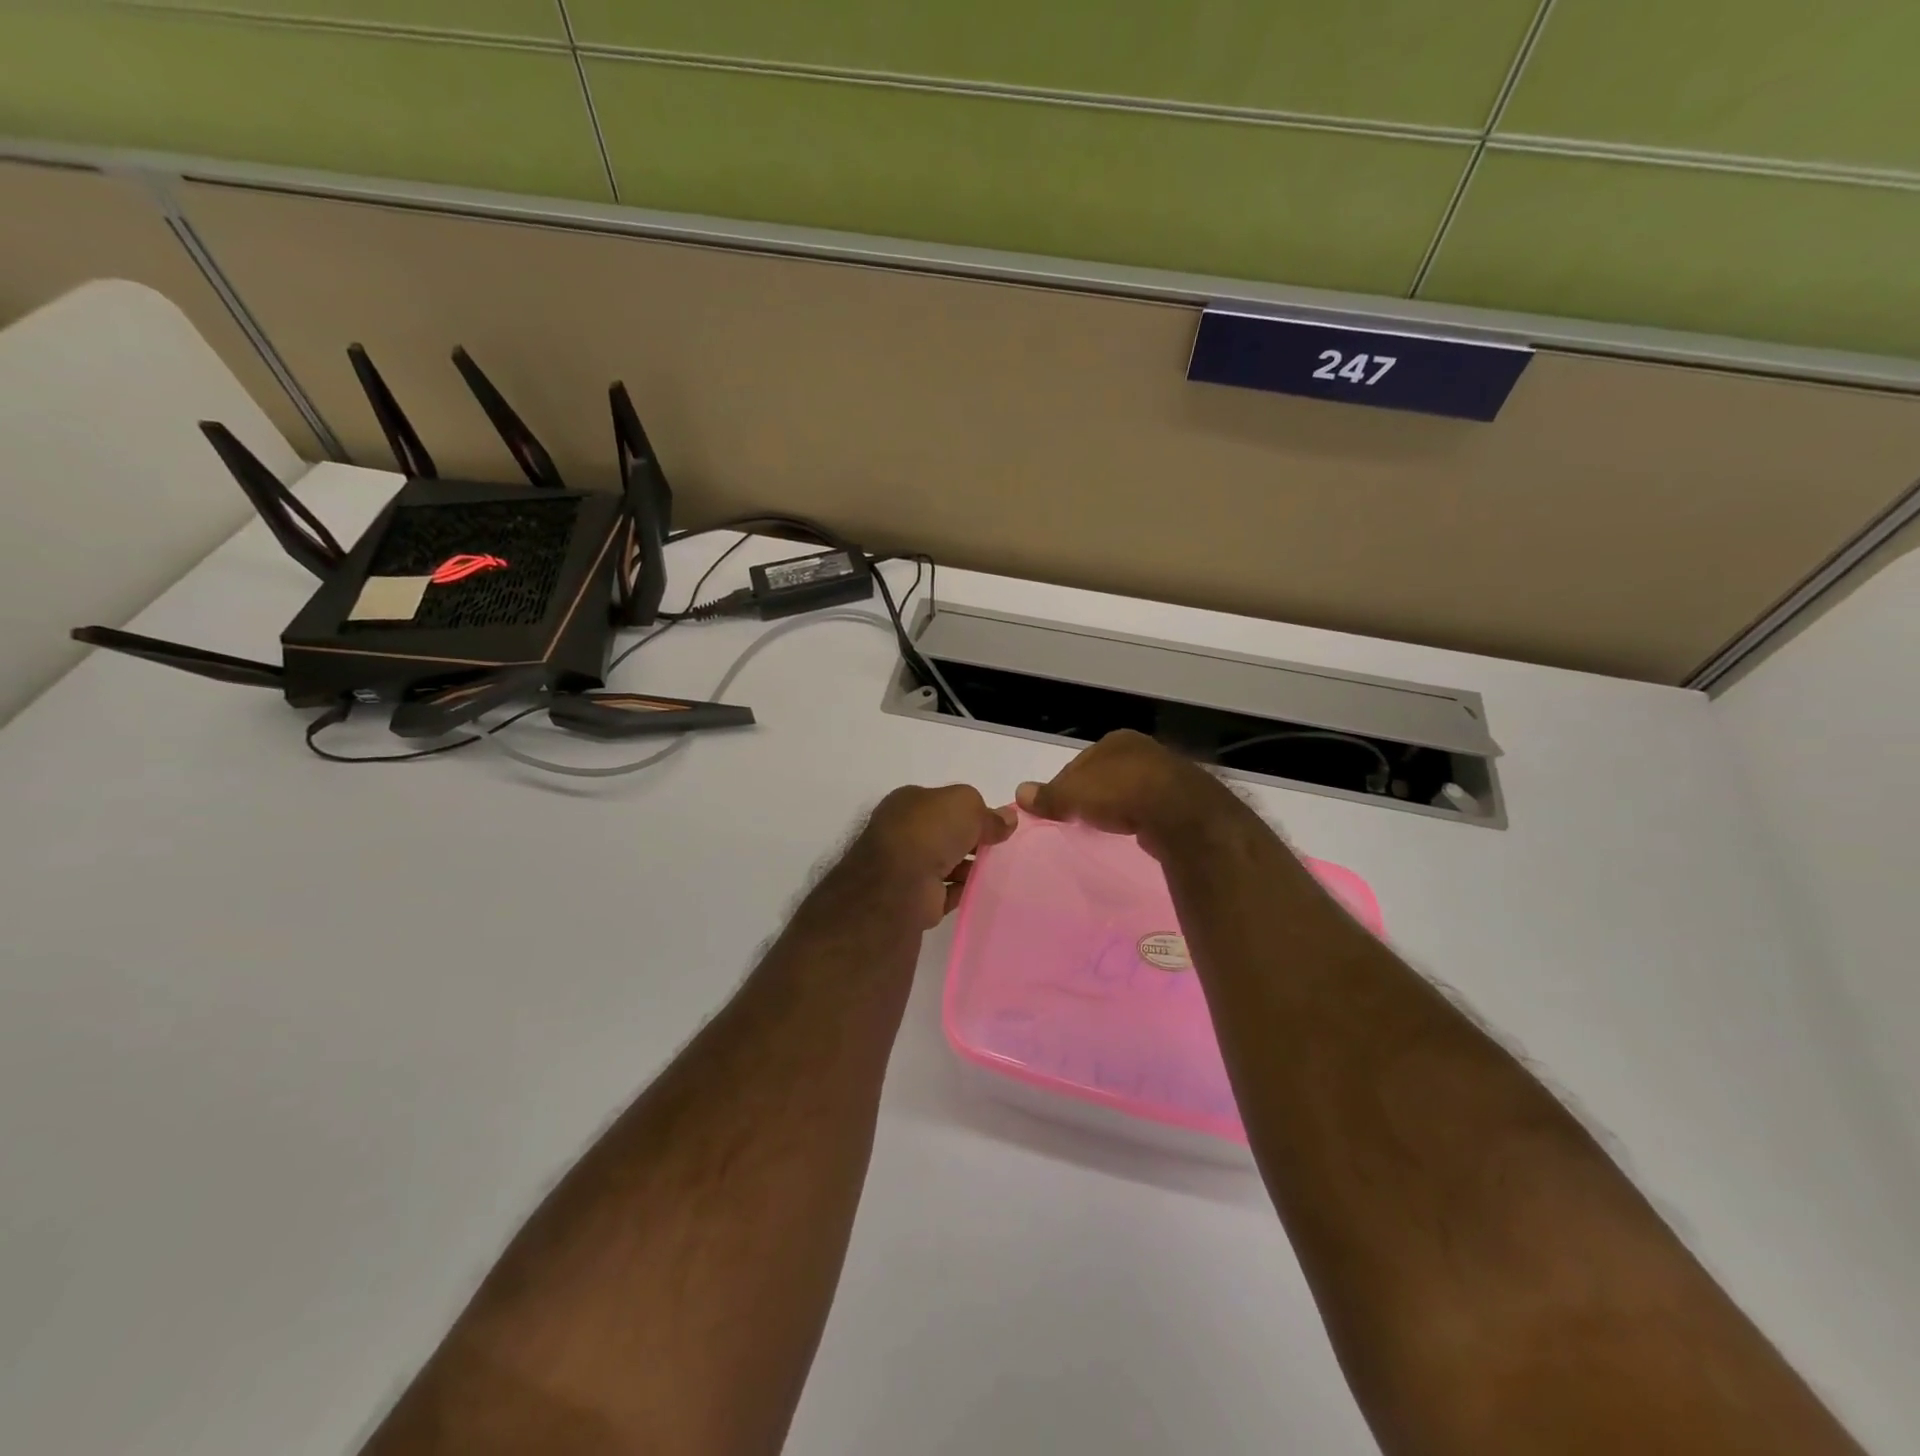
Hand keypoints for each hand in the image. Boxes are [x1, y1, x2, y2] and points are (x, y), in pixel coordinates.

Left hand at [854, 785, 1017, 927]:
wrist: (900, 884)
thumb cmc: (930, 831)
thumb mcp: (966, 805)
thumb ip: (988, 812)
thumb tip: (1007, 820)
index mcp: (907, 802)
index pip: (942, 802)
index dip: (968, 811)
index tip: (993, 823)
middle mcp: (902, 832)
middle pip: (944, 833)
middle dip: (969, 840)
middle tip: (998, 846)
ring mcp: (905, 866)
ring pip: (944, 863)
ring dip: (967, 867)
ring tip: (995, 870)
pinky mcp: (913, 898)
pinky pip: (944, 892)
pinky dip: (961, 891)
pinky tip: (981, 891)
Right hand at [1016, 730, 1238, 859]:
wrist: (1178, 811)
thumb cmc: (1119, 791)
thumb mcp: (1073, 794)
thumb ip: (1049, 795)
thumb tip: (1020, 793)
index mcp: (1116, 740)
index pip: (1079, 762)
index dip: (1064, 784)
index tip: (1056, 807)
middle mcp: (1143, 749)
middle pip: (1105, 774)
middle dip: (1092, 794)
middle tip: (1077, 818)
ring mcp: (1166, 774)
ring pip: (1129, 789)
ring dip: (1117, 806)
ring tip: (1104, 826)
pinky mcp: (1183, 800)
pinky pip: (1150, 807)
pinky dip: (1138, 817)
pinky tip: (1133, 830)